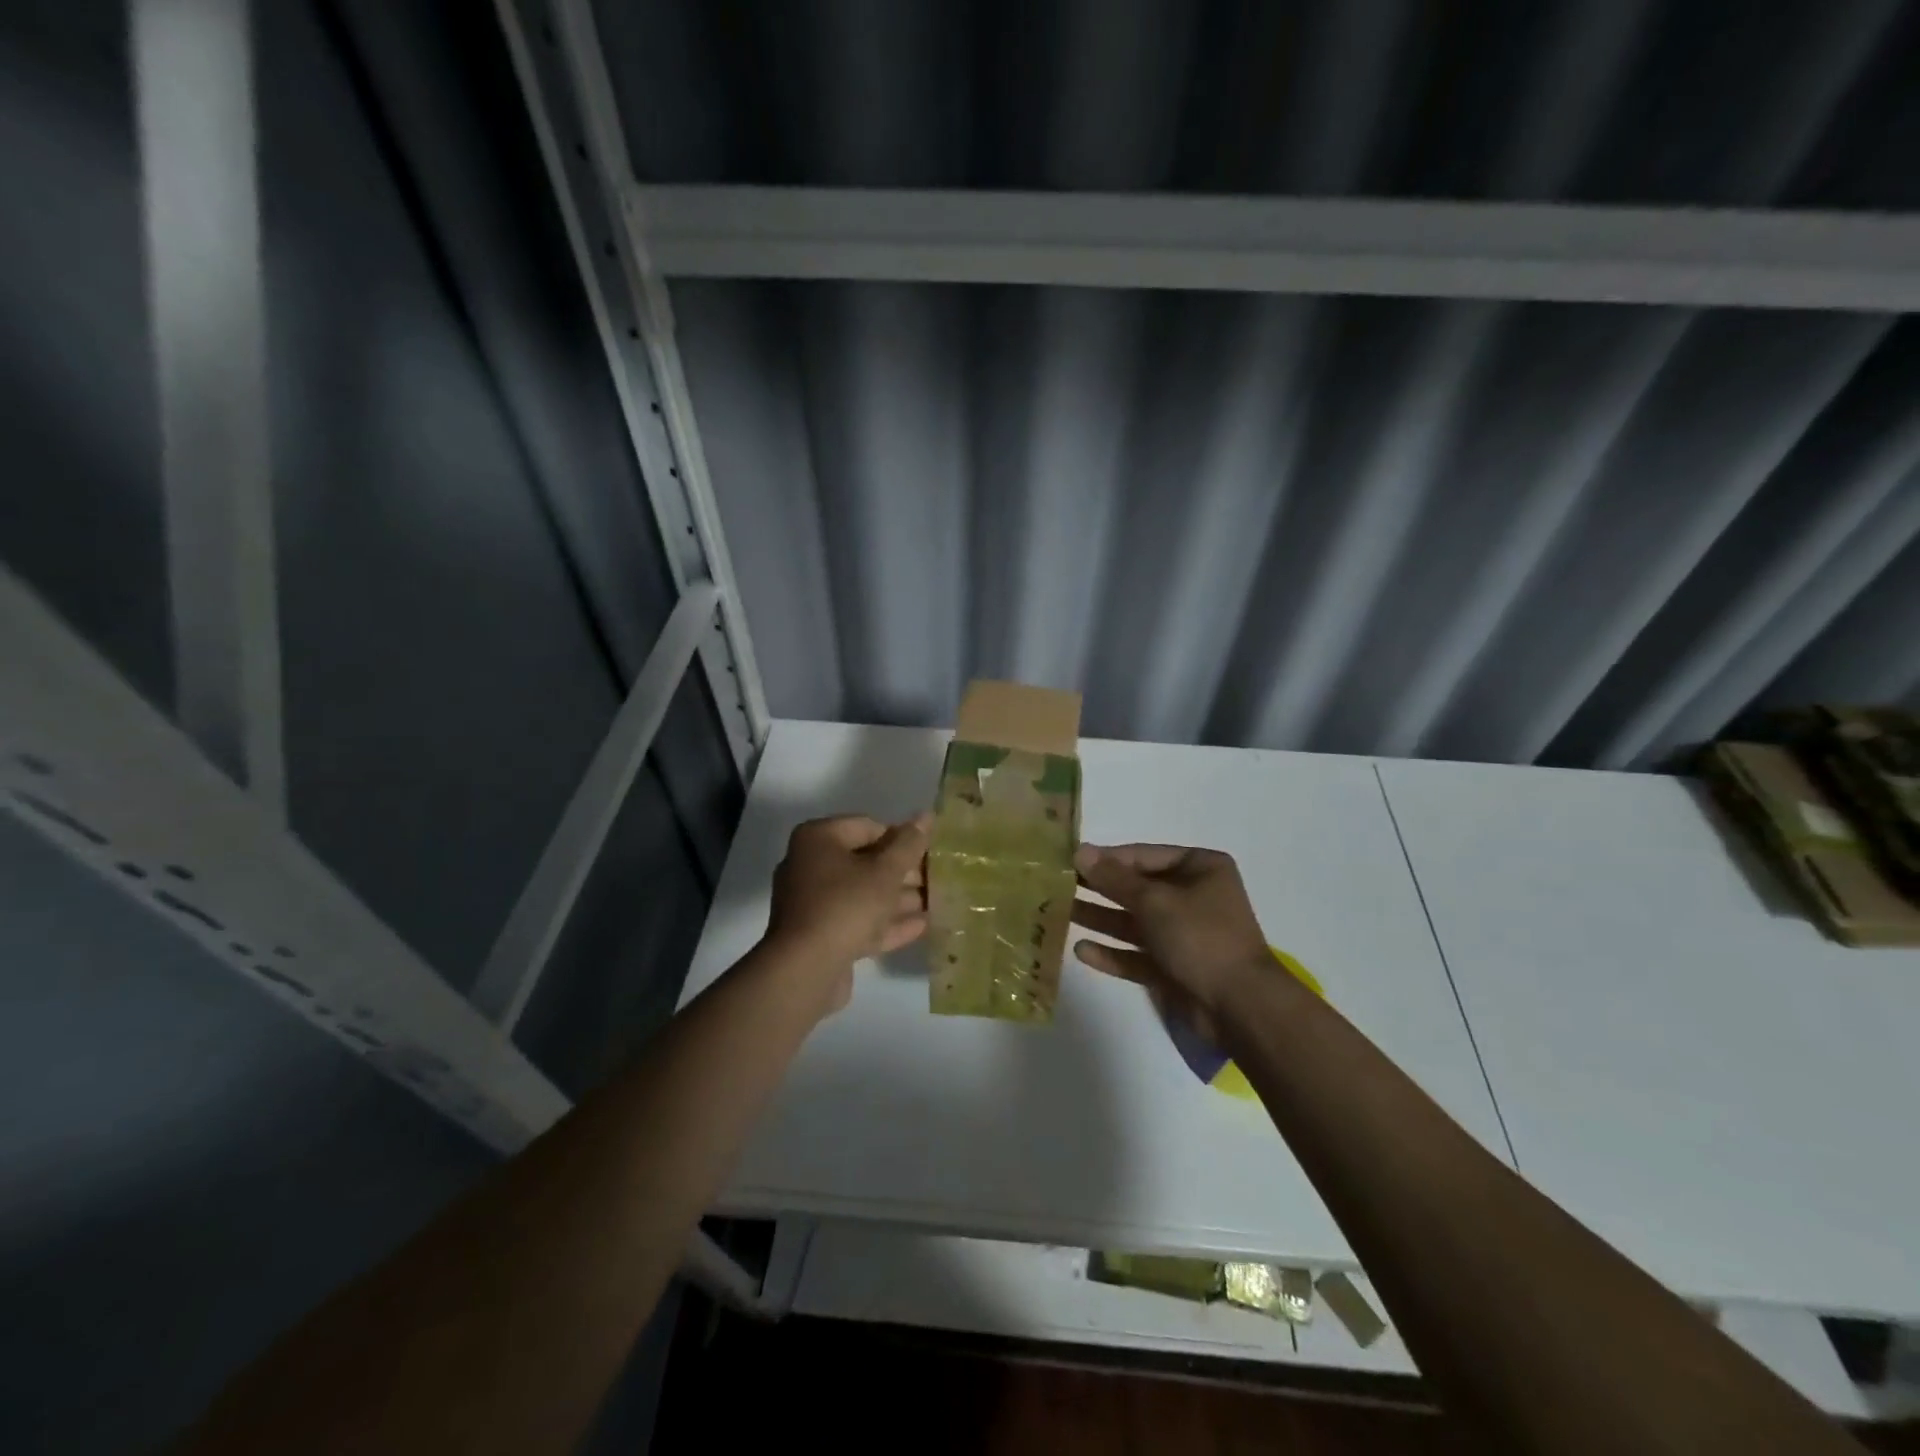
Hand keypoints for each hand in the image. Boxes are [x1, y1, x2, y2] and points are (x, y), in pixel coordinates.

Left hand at [764, 814, 930, 1012]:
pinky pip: (857, 921)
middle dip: (902, 872)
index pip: (868, 826)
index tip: (929, 853)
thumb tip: (926, 815)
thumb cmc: (846, 905)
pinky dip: (885, 922)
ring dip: (898, 899)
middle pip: (865, 861)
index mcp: (818, 839)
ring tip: (936, 902)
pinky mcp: (819, 936)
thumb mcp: (885, 871)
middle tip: (936, 878)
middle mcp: (809, 865)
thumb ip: (909, 844)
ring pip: (863, 894)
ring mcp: (812, 903)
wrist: (805, 970)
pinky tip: (921, 926)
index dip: (901, 838)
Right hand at [1070, 843, 1275, 1040]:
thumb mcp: (1154, 901)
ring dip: (1099, 918)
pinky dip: (1111, 953)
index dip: (1107, 858)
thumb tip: (1081, 851)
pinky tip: (1081, 950)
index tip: (1070, 860)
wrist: (1239, 1006)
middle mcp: (1192, 896)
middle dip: (1099, 888)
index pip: (1143, 856)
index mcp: (1200, 868)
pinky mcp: (1173, 967)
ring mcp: (1183, 934)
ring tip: (1059, 913)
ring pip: (1132, 922)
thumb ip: (1114, 878)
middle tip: (1057, 884)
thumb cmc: (1200, 937)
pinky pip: (1136, 954)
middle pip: (1136, 888)